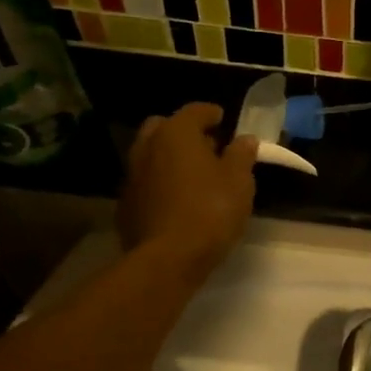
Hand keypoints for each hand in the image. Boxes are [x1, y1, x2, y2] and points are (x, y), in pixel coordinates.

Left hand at [118, 104, 258, 277]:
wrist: (167, 259)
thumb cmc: (210, 211)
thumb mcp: (239, 182)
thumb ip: (242, 155)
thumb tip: (245, 139)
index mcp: (176, 134)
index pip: (194, 111)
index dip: (211, 113)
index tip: (224, 119)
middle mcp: (147, 147)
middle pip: (164, 127)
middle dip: (184, 132)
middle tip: (207, 146)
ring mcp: (131, 176)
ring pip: (151, 155)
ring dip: (170, 158)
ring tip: (194, 175)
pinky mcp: (125, 204)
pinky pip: (146, 182)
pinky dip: (160, 183)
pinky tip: (177, 200)